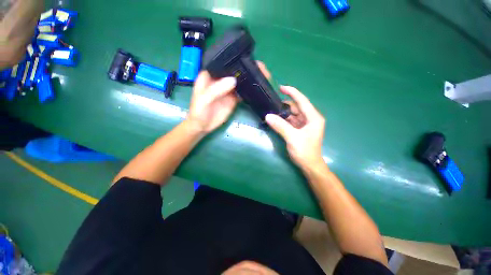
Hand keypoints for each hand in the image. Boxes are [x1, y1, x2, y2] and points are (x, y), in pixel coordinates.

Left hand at [186, 61, 271, 133]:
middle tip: (260, 66)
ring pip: (240, 81)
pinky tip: (257, 86)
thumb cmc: (198, 111)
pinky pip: (242, 92)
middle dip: (246, 67)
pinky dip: (249, 89)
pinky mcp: (233, 98)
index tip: (247, 56)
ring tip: (263, 74)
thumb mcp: (204, 99)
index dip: (233, 58)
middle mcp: (220, 80)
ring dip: (250, 78)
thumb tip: (234, 80)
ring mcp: (228, 89)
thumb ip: (216, 89)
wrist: (203, 126)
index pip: (222, 63)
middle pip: (234, 71)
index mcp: (210, 75)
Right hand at [265, 86, 325, 169]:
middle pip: (296, 107)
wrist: (309, 165)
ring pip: (293, 114)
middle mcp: (310, 119)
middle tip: (271, 104)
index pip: (302, 101)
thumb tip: (268, 116)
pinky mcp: (300, 129)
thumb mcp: (292, 137)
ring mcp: (305, 124)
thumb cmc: (305, 151)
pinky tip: (276, 119)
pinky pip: (291, 121)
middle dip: (285, 105)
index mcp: (313, 118)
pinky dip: (284, 120)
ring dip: (283, 113)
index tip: (281, 88)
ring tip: (271, 111)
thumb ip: (280, 126)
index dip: (292, 92)